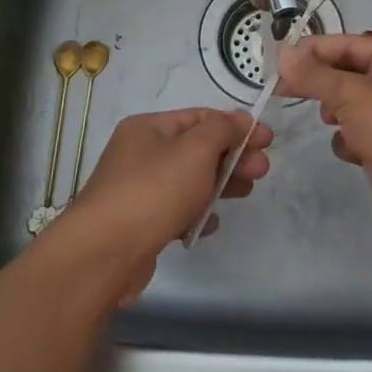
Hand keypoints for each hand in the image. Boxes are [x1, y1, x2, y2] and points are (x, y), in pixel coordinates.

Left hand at [59, 108, 270, 300]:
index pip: (199, 117)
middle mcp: (139, 154)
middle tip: (262, 170)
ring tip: (246, 193)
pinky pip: (175, 212)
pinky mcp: (139, 224)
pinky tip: (210, 224)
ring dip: (219, 185)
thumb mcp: (195, 150)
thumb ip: (222, 130)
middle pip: (196, 150)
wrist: (104, 253)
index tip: (267, 140)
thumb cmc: (153, 191)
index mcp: (148, 128)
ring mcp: (137, 191)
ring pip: (188, 181)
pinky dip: (196, 214)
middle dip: (232, 157)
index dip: (235, 126)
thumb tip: (240, 119)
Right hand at [275, 32, 371, 230]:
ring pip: (350, 106)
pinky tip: (351, 149)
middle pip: (348, 75)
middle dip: (322, 83)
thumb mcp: (350, 93)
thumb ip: (313, 74)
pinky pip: (357, 135)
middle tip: (286, 88)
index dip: (315, 49)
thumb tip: (283, 53)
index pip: (349, 44)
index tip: (282, 59)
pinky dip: (349, 141)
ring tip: (330, 119)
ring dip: (336, 113)